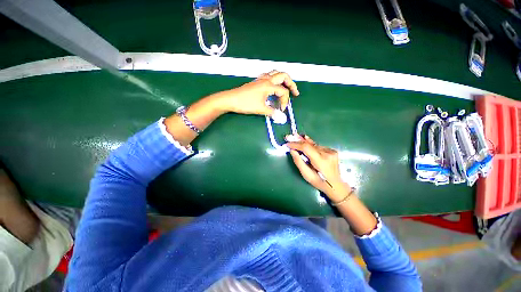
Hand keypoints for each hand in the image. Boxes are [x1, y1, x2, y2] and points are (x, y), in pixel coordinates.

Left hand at [217, 71, 299, 115]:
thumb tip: (281, 118)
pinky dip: (274, 80)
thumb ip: (272, 113)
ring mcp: (260, 79)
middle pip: (284, 75)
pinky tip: (273, 87)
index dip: (285, 101)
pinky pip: (268, 76)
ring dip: (283, 80)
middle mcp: (266, 79)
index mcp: (269, 85)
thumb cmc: (245, 103)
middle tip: (295, 93)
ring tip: (286, 88)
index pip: (283, 91)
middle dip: (291, 84)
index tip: (281, 110)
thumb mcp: (260, 109)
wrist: (230, 99)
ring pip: (276, 73)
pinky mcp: (256, 82)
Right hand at [286, 135, 349, 200]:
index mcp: (321, 161)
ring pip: (313, 145)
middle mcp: (327, 153)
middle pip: (309, 144)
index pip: (306, 148)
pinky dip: (310, 144)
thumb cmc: (320, 182)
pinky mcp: (332, 151)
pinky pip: (317, 146)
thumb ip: (299, 162)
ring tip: (294, 137)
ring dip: (303, 142)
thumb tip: (292, 150)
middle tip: (288, 137)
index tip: (287, 144)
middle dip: (298, 141)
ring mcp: (331, 151)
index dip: (296, 144)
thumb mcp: (307, 175)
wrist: (337, 185)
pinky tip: (304, 141)